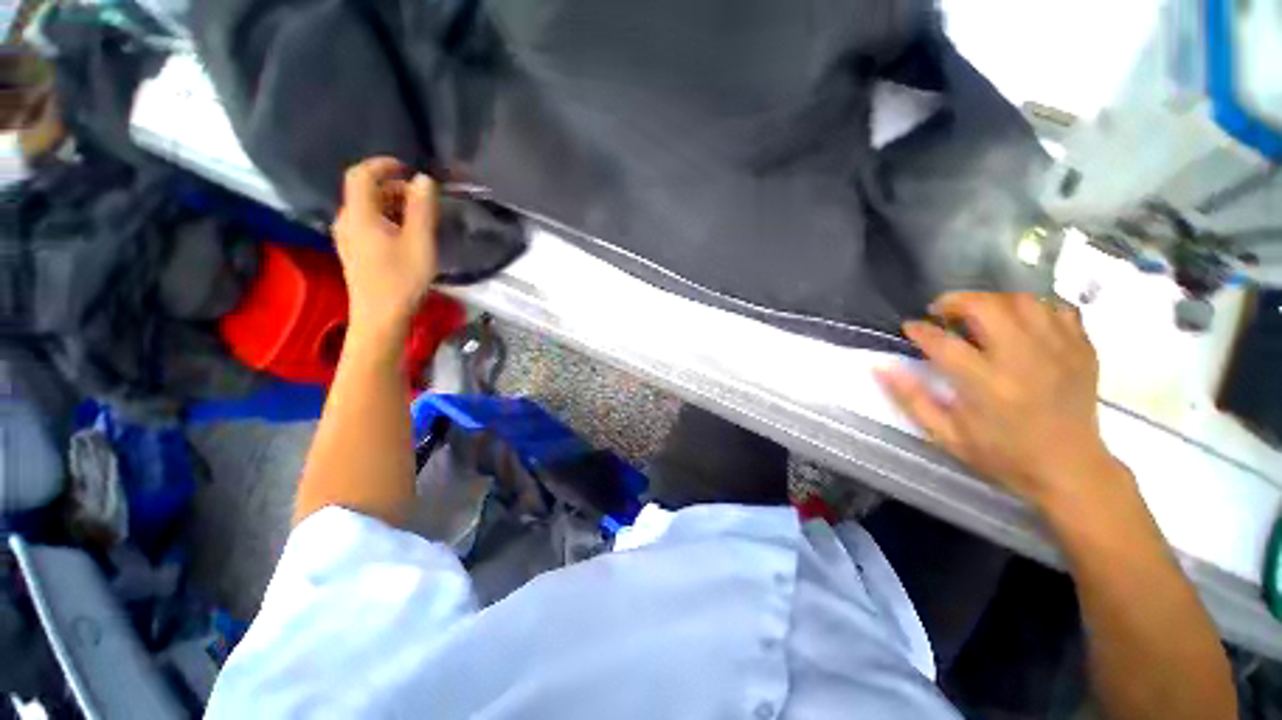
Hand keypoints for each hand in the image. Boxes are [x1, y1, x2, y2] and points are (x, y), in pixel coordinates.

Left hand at [332, 157, 438, 336]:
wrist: (380, 318)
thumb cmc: (401, 280)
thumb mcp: (419, 242)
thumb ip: (421, 209)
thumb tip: (423, 179)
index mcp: (359, 215)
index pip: (361, 175)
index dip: (381, 165)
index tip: (406, 167)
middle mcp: (346, 221)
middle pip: (365, 193)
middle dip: (393, 189)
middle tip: (423, 201)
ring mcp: (347, 238)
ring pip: (367, 210)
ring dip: (392, 206)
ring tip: (419, 220)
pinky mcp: (353, 253)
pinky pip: (367, 224)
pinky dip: (386, 220)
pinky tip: (405, 237)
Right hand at [876, 292, 1125, 511]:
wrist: (1070, 470)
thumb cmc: (1002, 454)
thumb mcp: (945, 434)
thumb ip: (910, 398)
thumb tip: (880, 366)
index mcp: (986, 385)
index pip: (943, 343)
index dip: (920, 330)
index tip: (910, 327)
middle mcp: (1023, 360)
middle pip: (986, 307)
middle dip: (955, 301)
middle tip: (941, 311)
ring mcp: (1059, 351)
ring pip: (1022, 300)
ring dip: (992, 300)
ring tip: (978, 313)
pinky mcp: (1082, 349)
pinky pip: (1056, 308)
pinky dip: (1032, 308)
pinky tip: (1019, 322)